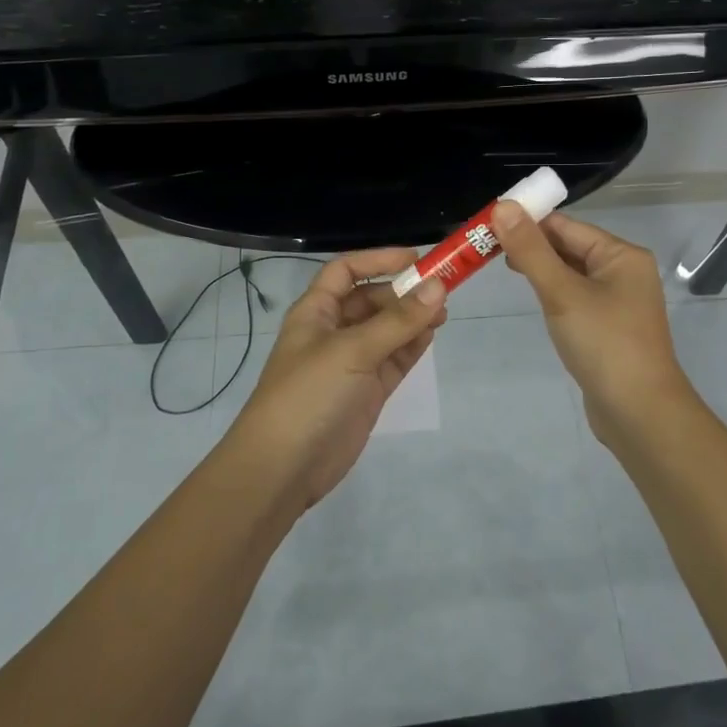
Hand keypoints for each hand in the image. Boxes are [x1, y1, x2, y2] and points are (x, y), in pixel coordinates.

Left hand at [230, 248, 447, 513]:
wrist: (283, 468)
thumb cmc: (308, 394)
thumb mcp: (352, 350)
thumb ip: (398, 320)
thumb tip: (439, 286)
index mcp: (316, 312)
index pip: (346, 271)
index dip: (378, 260)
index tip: (416, 258)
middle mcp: (333, 332)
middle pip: (371, 300)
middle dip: (403, 292)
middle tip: (442, 290)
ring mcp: (351, 363)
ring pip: (387, 330)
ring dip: (412, 318)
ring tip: (443, 312)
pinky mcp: (366, 391)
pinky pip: (394, 359)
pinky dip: (412, 345)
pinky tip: (432, 335)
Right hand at [491, 203, 693, 444]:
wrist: (639, 414)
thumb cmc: (604, 344)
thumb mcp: (562, 293)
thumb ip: (531, 250)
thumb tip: (503, 206)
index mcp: (621, 255)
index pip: (566, 226)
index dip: (528, 221)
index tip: (488, 224)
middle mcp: (624, 272)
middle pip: (570, 247)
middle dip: (531, 245)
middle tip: (486, 247)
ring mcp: (618, 302)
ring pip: (571, 273)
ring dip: (540, 268)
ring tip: (501, 266)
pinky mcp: (609, 328)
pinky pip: (576, 297)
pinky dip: (553, 292)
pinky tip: (533, 297)